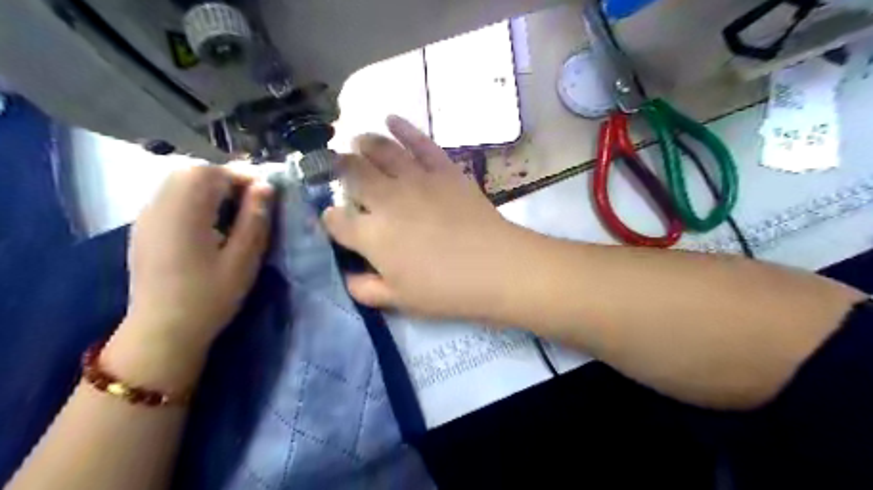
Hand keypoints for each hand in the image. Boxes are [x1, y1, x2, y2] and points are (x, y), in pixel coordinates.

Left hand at [117, 164, 270, 352]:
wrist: (163, 331)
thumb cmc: (209, 297)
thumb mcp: (243, 260)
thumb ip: (255, 219)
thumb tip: (266, 187)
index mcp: (183, 213)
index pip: (211, 172)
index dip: (242, 175)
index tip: (267, 191)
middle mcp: (159, 206)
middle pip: (191, 171)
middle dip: (226, 178)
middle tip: (252, 199)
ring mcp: (147, 216)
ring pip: (179, 181)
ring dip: (211, 187)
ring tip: (235, 209)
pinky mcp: (145, 228)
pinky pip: (170, 197)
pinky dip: (195, 198)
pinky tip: (210, 222)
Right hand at [319, 115, 523, 318]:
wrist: (495, 267)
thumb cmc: (445, 290)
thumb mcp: (398, 300)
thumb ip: (365, 289)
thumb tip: (347, 276)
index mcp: (371, 235)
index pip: (336, 221)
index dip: (330, 219)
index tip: (333, 220)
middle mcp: (386, 200)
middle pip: (352, 174)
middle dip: (338, 169)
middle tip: (338, 169)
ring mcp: (416, 180)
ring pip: (380, 151)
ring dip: (363, 143)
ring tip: (357, 141)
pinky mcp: (443, 170)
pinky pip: (420, 143)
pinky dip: (403, 128)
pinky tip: (391, 119)